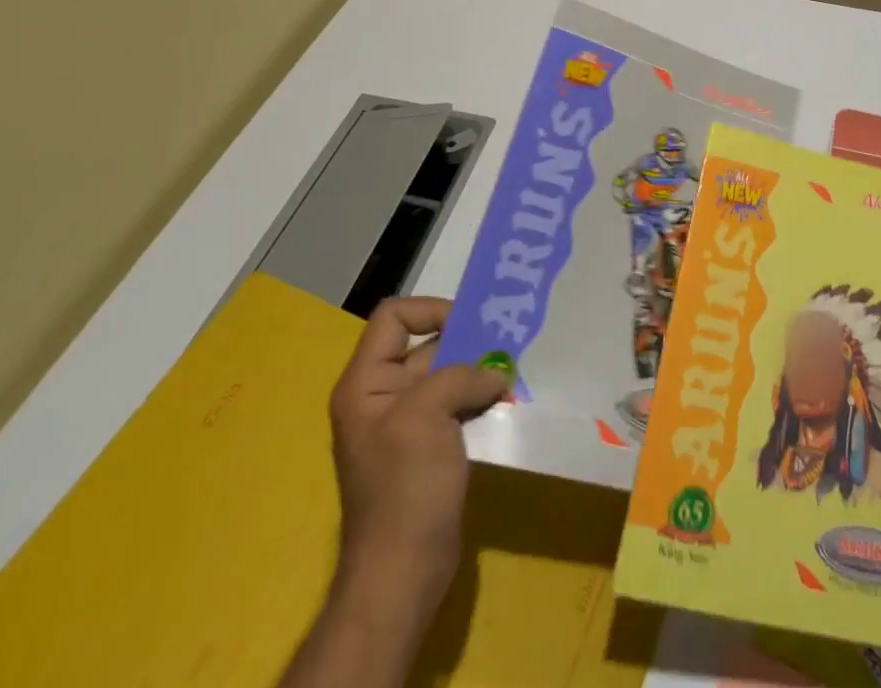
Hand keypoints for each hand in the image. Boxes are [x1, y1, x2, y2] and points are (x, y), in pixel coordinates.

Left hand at [328, 297, 504, 601]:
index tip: (469, 325)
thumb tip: (495, 374)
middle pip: (427, 344)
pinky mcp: (432, 445)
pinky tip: (510, 400)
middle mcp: (384, 396)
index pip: (393, 318)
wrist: (403, 570)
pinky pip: (459, 404)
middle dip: (467, 341)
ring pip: (449, 374)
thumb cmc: (405, 486)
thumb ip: (460, 376)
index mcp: (366, 383)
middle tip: (508, 341)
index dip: (430, 310)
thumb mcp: (425, 415)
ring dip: (480, 370)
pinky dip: (483, 397)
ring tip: (514, 369)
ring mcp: (409, 422)